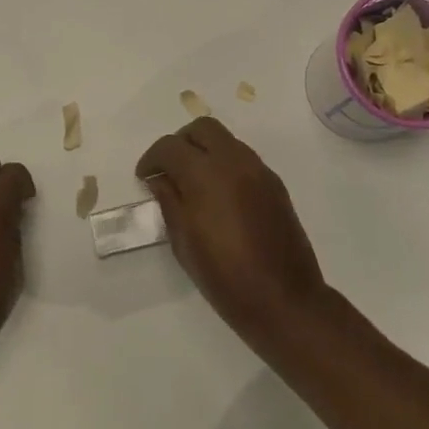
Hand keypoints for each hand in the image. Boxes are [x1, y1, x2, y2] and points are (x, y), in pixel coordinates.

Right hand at [136, 118, 329, 354]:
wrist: (283, 299)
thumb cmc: (224, 276)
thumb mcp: (183, 241)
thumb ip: (169, 201)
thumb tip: (160, 179)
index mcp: (206, 174)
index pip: (170, 146)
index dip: (151, 158)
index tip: (144, 177)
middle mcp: (234, 162)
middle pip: (202, 129)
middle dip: (180, 142)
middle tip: (169, 169)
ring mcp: (259, 171)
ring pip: (226, 140)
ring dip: (205, 151)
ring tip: (193, 182)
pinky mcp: (275, 185)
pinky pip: (243, 159)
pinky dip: (225, 164)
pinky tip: (219, 195)